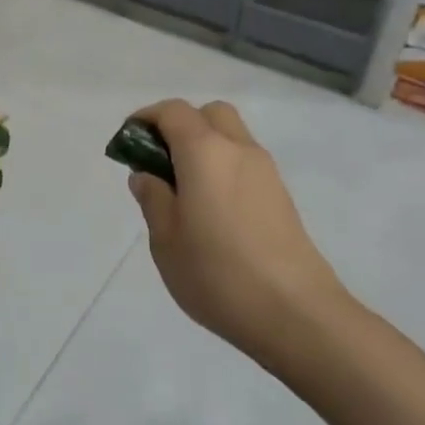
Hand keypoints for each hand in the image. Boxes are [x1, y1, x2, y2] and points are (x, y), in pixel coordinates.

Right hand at [125, 99, 350, 360]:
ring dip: (204, 147)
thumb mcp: (166, 240)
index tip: (128, 142)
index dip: (146, 118)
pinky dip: (223, 168)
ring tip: (183, 191)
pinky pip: (245, 163)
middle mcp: (239, 149)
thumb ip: (153, 199)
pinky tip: (211, 210)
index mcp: (205, 152)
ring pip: (231, 136)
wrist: (295, 313)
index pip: (173, 111)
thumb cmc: (218, 274)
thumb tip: (147, 176)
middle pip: (209, 114)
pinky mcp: (281, 196)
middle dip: (180, 125)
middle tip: (160, 163)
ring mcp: (266, 171)